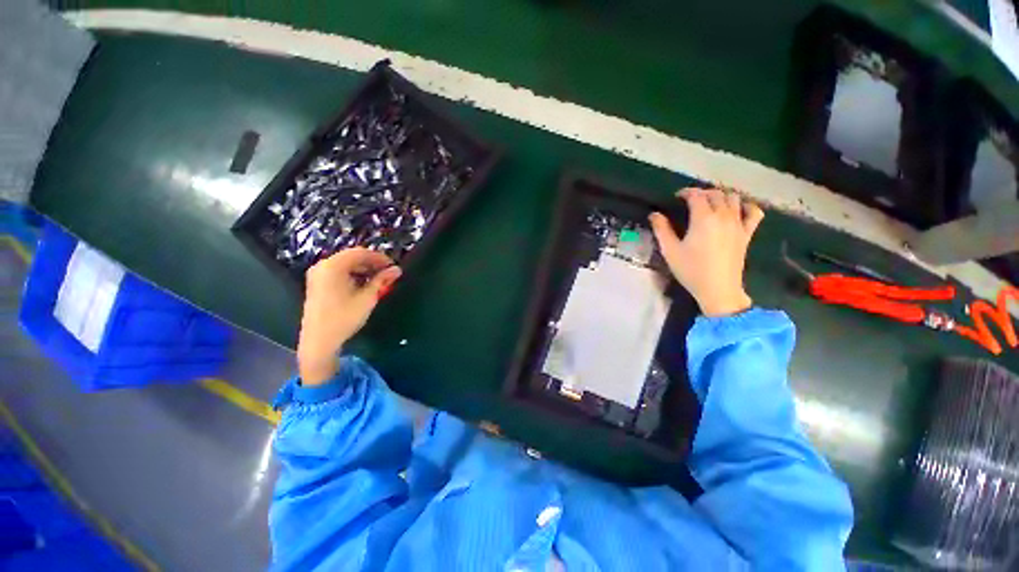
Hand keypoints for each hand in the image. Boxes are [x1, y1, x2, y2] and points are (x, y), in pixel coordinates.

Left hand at [297, 248, 401, 384]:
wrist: (319, 340)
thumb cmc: (345, 317)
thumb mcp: (368, 297)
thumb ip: (382, 280)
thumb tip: (397, 269)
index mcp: (333, 266)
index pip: (360, 252)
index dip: (379, 257)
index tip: (393, 266)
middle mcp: (323, 265)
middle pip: (352, 256)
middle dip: (372, 263)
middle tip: (388, 273)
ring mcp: (318, 274)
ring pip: (346, 264)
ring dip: (364, 269)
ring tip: (379, 280)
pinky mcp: (317, 283)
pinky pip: (339, 272)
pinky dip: (353, 275)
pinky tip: (364, 284)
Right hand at [649, 187, 763, 316]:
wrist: (718, 288)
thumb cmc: (691, 270)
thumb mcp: (670, 250)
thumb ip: (661, 229)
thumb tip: (654, 214)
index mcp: (703, 218)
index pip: (696, 195)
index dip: (686, 192)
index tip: (677, 196)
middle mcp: (723, 216)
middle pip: (716, 194)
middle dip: (703, 193)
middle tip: (691, 201)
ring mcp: (738, 224)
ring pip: (734, 198)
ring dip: (722, 196)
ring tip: (711, 203)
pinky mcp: (747, 233)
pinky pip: (754, 212)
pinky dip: (747, 206)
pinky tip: (739, 209)